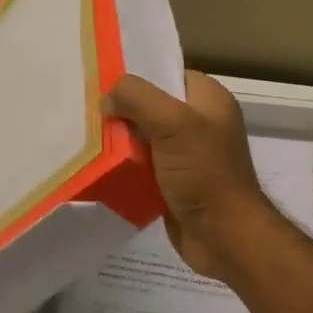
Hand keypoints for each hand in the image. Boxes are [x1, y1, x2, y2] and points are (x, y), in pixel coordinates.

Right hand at [105, 71, 287, 281]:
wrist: (225, 237)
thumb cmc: (204, 173)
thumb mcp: (173, 124)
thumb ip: (138, 98)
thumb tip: (108, 98)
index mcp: (210, 100)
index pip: (168, 75)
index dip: (138, 78)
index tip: (103, 84)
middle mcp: (201, 123)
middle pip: (152, 107)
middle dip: (123, 111)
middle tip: (88, 113)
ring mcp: (188, 155)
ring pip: (145, 138)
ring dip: (120, 142)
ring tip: (87, 139)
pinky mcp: (175, 183)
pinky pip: (144, 166)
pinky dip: (126, 167)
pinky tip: (100, 166)